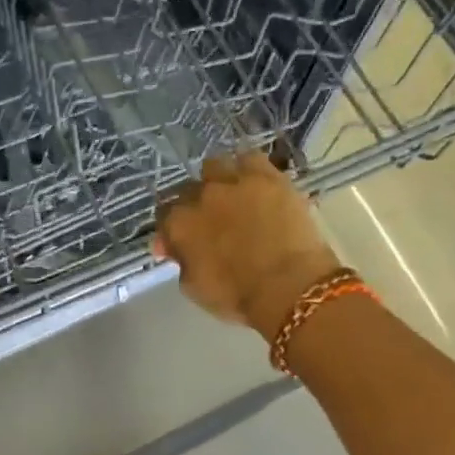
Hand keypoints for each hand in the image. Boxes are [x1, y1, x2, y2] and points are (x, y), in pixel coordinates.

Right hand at [154, 154, 342, 337]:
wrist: (289, 285)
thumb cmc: (238, 296)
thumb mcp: (195, 288)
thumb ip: (180, 262)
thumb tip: (173, 248)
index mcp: (180, 224)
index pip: (165, 216)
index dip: (172, 229)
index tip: (181, 243)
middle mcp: (201, 196)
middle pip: (189, 190)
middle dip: (195, 205)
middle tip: (210, 222)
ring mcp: (234, 182)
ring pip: (215, 166)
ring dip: (218, 180)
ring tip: (231, 195)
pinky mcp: (268, 176)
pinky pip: (251, 158)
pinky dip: (249, 168)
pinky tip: (255, 181)